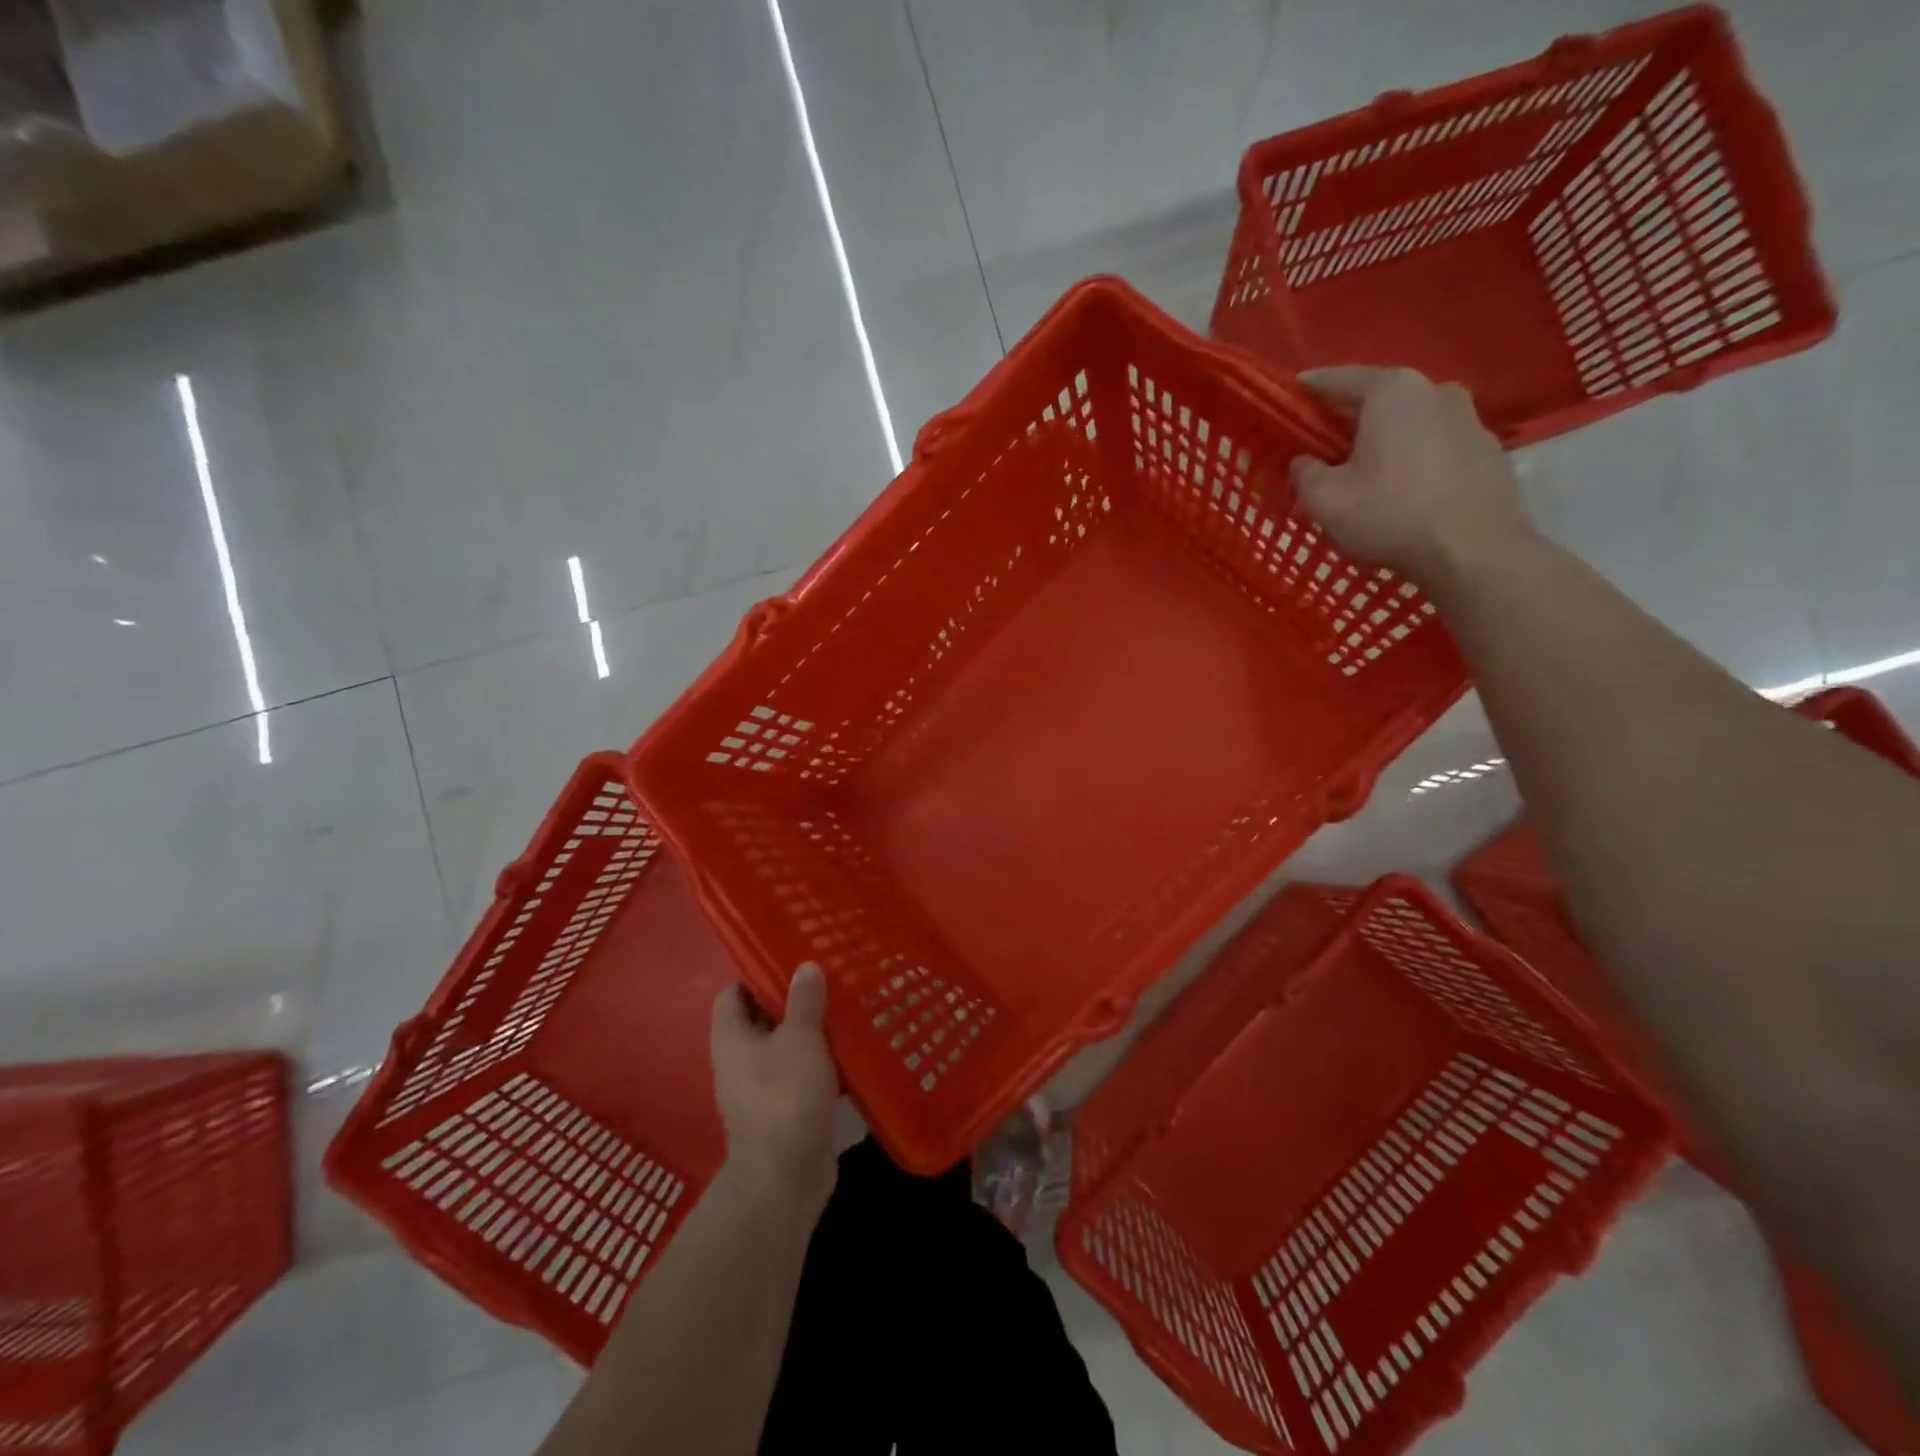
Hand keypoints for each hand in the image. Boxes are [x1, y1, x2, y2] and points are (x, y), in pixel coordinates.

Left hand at [710, 963, 840, 1206]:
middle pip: (761, 1019)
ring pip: (784, 1048)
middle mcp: (739, 1061)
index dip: (756, 974)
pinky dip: (821, 1063)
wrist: (785, 1177)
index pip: (732, 993)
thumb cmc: (785, 1095)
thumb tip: (805, 965)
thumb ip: (804, 1000)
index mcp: (731, 1038)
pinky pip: (801, 1075)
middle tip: (827, 980)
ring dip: (810, 1032)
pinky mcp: (784, 1111)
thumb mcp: (800, 1038)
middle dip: (792, 1001)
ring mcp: (760, 1089)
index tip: (790, 960)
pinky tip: (850, 1051)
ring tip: (845, 1008)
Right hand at [1291, 366, 1534, 585]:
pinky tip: (1401, 485)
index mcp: (1392, 392)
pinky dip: (1413, 456)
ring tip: (1363, 464)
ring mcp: (1469, 419)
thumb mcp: (1325, 500)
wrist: (1474, 551)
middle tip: (1323, 437)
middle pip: (1380, 398)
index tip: (1293, 391)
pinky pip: (1436, 445)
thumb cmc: (1391, 515)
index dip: (1311, 386)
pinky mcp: (1487, 450)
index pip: (1340, 378)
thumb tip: (1304, 462)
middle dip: (1349, 415)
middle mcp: (1435, 391)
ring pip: (1411, 421)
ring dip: (1385, 436)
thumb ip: (1304, 473)